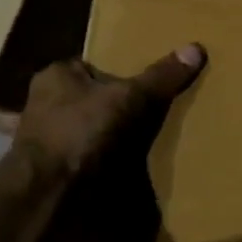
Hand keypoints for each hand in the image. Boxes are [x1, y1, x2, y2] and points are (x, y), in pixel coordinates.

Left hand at [15, 44, 205, 177]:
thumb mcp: (129, 97)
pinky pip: (88, 155)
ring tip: (147, 136)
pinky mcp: (53, 168)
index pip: (94, 64)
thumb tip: (196, 48)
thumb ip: (160, 76)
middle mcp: (45, 102)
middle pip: (93, 96)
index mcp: (56, 75)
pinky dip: (105, 158)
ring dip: (111, 133)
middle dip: (117, 103)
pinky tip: (129, 164)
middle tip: (153, 107)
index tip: (147, 80)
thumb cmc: (80, 131)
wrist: (46, 194)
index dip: (121, 71)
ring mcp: (46, 138)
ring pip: (90, 127)